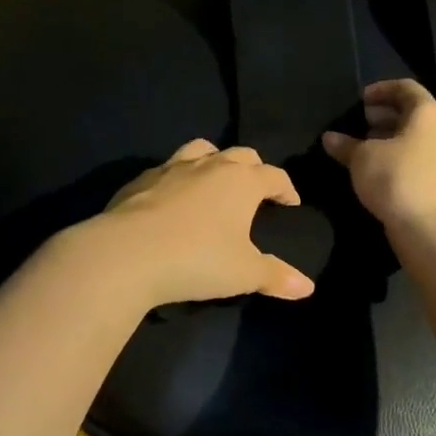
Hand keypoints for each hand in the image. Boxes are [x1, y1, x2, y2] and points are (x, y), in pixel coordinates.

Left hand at [87, 139, 315, 307]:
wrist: (128, 252)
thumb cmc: (196, 259)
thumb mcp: (243, 273)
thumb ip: (276, 276)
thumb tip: (308, 287)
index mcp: (241, 181)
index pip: (273, 175)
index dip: (286, 188)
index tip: (290, 202)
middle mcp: (210, 165)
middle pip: (241, 154)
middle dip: (254, 169)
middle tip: (257, 189)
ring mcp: (172, 167)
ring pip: (202, 148)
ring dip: (215, 159)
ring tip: (215, 180)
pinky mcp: (142, 178)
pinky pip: (167, 168)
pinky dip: (178, 177)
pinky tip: (173, 196)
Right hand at [322, 79, 435, 235]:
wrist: (433, 231)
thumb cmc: (397, 179)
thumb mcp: (362, 158)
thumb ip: (346, 145)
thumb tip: (330, 138)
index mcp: (429, 113)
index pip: (406, 88)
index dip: (381, 89)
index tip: (360, 100)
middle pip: (415, 113)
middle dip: (386, 116)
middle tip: (361, 123)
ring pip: (420, 138)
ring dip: (393, 139)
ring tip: (367, 149)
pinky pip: (424, 160)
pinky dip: (403, 158)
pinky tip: (382, 172)